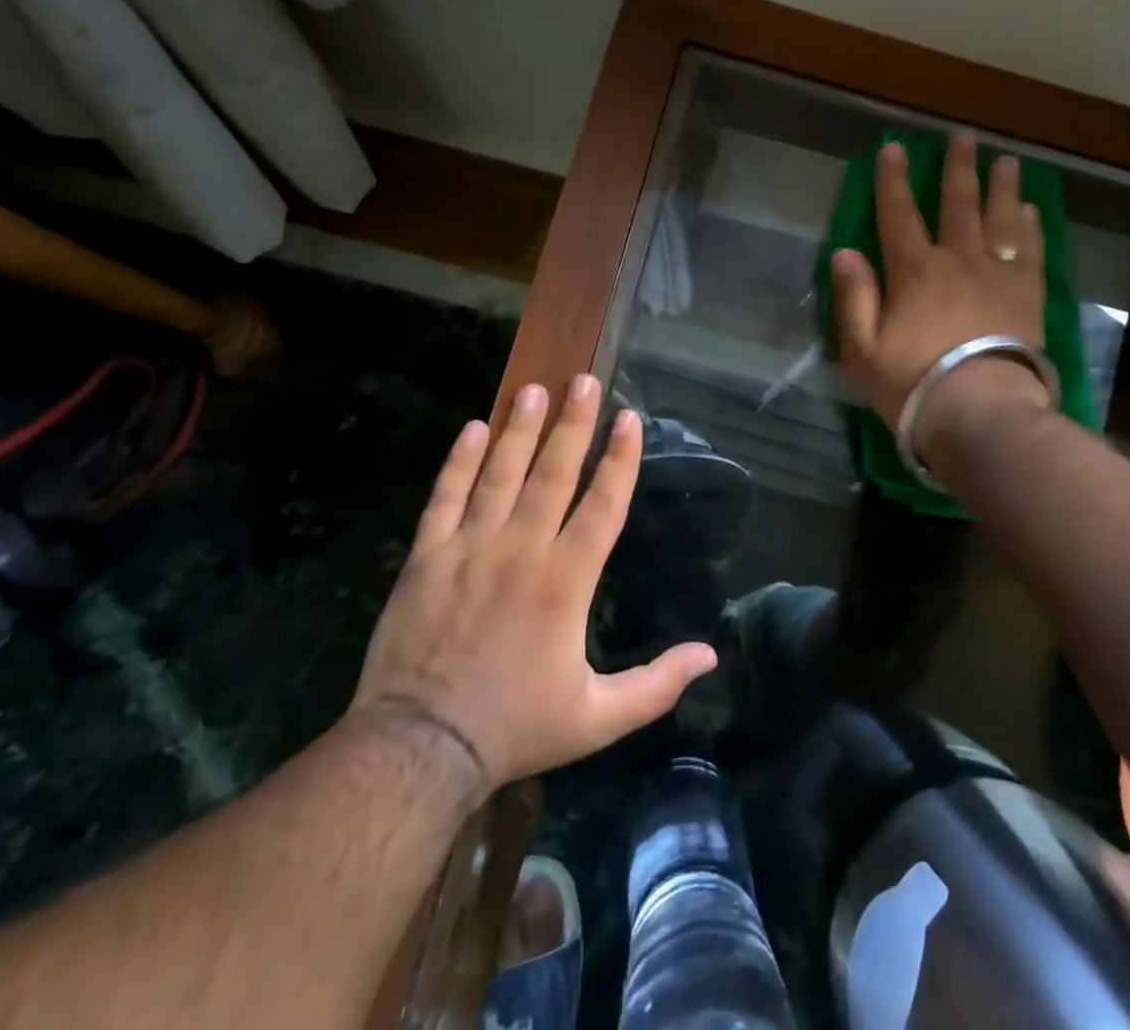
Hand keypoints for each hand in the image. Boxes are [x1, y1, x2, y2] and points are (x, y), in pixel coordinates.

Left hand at [351, 376, 717, 797]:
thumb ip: (657, 684)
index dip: (620, 458)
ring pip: (500, 474)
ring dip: (520, 429)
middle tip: (582, 380)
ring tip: (534, 389)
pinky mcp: (427, 558)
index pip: (603, 503)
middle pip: (553, 472)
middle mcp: (523, 549)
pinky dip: (460, 462)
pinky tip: (473, 429)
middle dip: (572, 423)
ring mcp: (469, 548)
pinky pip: (445, 497)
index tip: (629, 417)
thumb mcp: (598, 718)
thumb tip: (710, 655)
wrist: (420, 749)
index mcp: (567, 580)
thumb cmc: (515, 727)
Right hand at [831, 133, 1053, 457]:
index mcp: (914, 271)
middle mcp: (958, 261)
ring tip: (1005, 160)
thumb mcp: (862, 349)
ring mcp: (998, 276)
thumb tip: (845, 252)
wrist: (981, 411)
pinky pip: (1031, 250)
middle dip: (958, 168)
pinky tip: (1030, 210)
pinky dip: (1030, 226)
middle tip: (964, 137)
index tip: (895, 148)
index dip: (894, 180)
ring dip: (1001, 186)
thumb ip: (854, 298)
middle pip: (959, 204)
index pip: (899, 214)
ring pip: (1000, 218)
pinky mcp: (1028, 295)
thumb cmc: (913, 383)